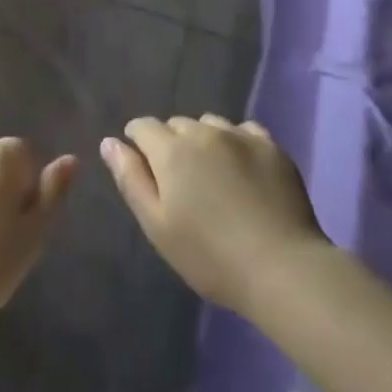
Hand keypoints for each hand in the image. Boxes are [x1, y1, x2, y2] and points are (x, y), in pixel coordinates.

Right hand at [102, 115, 327, 315]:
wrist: (282, 267)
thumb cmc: (210, 256)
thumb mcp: (158, 226)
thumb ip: (131, 179)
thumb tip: (109, 142)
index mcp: (171, 150)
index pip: (143, 126)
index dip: (138, 141)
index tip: (145, 165)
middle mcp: (202, 131)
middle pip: (177, 124)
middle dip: (172, 143)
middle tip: (182, 181)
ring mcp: (239, 134)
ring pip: (210, 124)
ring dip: (205, 141)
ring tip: (214, 174)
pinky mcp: (270, 145)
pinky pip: (244, 130)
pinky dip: (237, 143)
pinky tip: (244, 169)